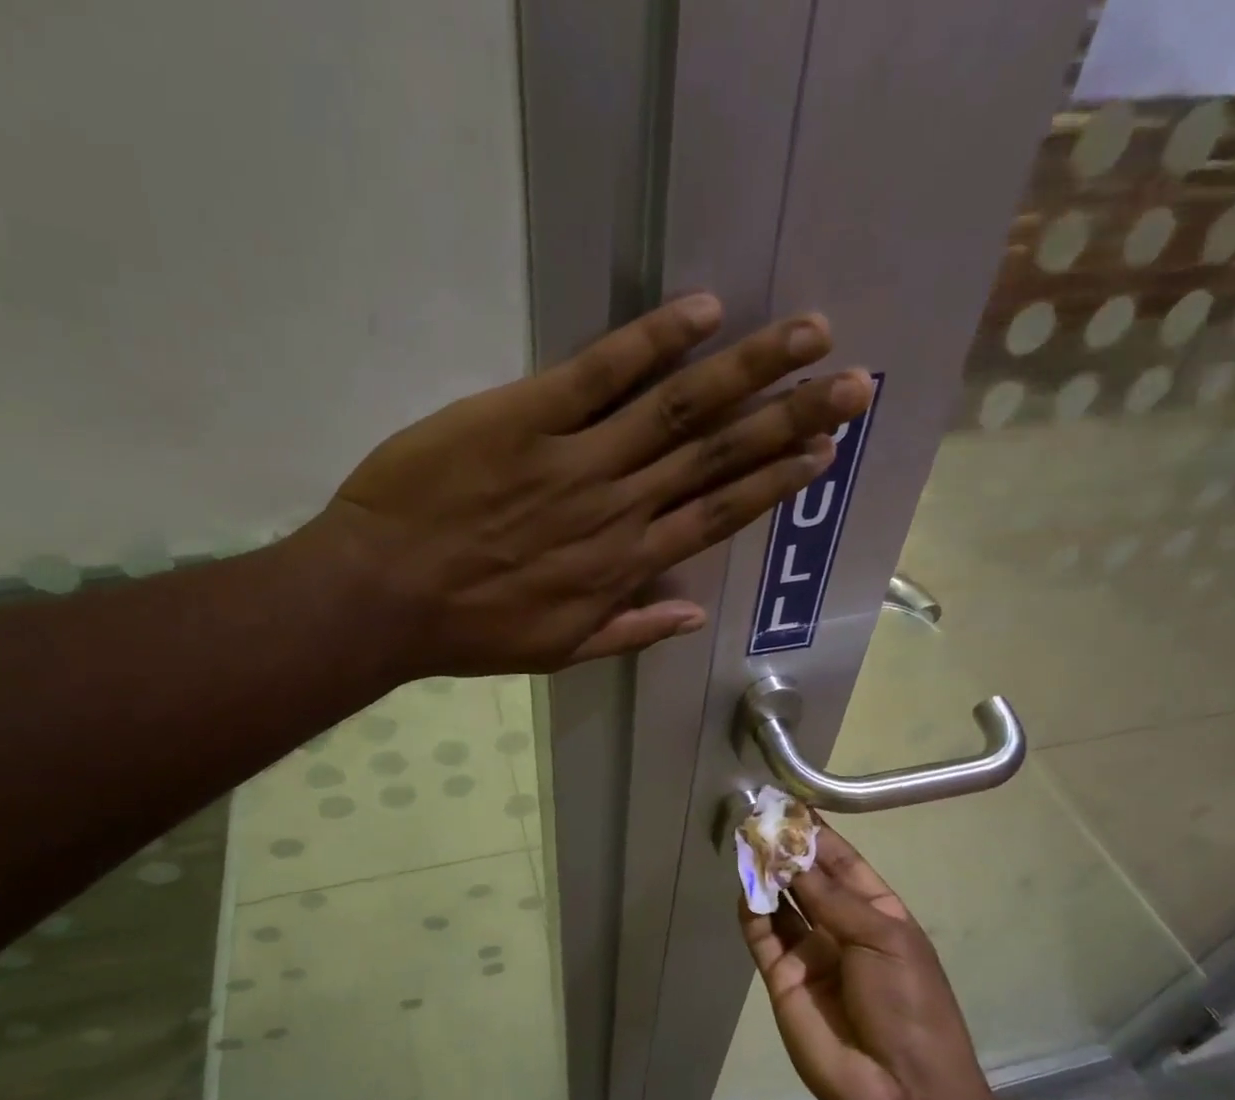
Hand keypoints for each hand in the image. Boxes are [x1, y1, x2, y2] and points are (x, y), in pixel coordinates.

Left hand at [313, 294, 873, 675]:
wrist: (381, 596)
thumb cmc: (468, 630)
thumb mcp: (556, 652)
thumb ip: (628, 632)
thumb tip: (692, 614)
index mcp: (622, 566)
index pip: (717, 515)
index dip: (774, 481)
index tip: (823, 451)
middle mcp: (616, 508)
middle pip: (717, 455)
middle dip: (790, 416)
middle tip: (853, 381)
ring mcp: (574, 458)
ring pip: (677, 409)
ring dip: (747, 370)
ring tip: (808, 335)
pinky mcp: (523, 417)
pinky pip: (598, 372)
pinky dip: (652, 341)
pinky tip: (703, 312)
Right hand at [739, 826, 985, 1099]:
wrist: (899, 1088)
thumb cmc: (908, 1003)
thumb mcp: (882, 938)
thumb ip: (831, 897)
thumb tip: (792, 857)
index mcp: (878, 914)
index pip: (842, 864)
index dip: (818, 835)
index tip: (790, 805)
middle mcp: (841, 928)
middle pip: (807, 880)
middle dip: (786, 851)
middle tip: (757, 818)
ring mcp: (809, 954)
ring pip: (780, 904)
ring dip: (765, 876)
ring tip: (745, 844)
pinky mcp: (781, 978)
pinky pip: (762, 937)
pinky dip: (751, 912)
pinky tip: (744, 887)